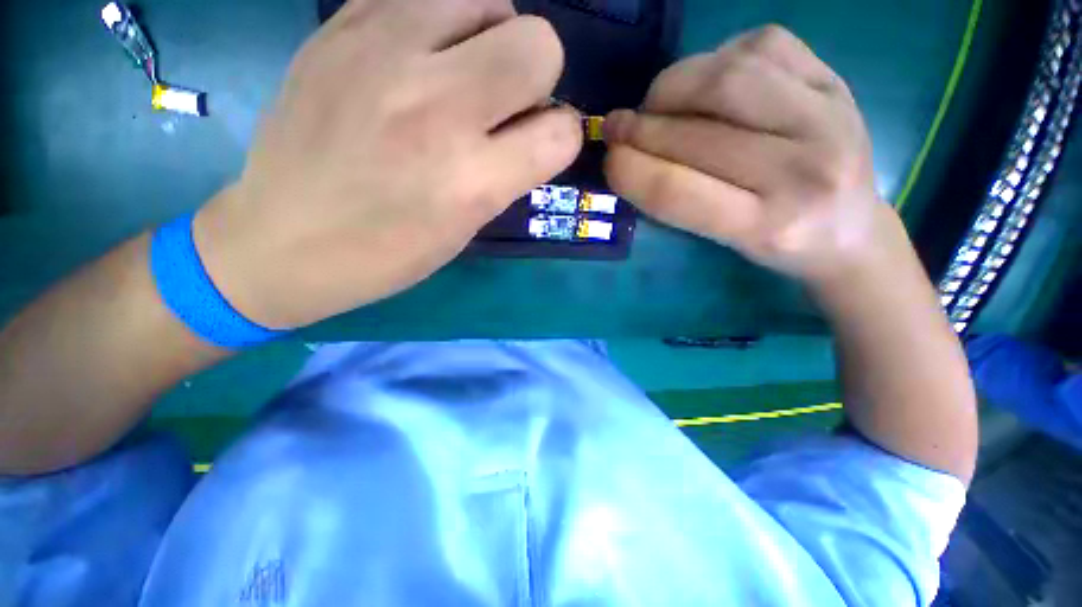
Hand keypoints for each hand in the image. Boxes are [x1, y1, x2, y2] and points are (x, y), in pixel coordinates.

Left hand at [193, 0, 581, 328]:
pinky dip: (440, 17)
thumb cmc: (387, 253)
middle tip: (504, 103)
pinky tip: (419, 53)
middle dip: (537, 76)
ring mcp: (383, 54)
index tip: (541, 145)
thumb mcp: (466, 228)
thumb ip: (509, 172)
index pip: (562, 131)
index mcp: (472, 181)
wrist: (282, 240)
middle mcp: (437, 108)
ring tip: (464, 69)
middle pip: (539, 44)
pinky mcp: (340, 27)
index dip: (562, 136)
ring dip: (492, 35)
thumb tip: (536, 127)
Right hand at [603, 25, 894, 290]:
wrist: (852, 229)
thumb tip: (628, 157)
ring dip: (673, 86)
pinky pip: (762, 45)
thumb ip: (677, 204)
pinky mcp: (835, 78)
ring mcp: (829, 114)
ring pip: (728, 78)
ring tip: (656, 103)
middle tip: (617, 127)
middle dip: (641, 128)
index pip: (676, 192)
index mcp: (768, 227)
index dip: (629, 171)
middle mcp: (805, 170)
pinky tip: (706, 81)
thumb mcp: (722, 242)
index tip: (607, 160)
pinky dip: (717, 57)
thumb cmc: (777, 245)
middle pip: (698, 133)